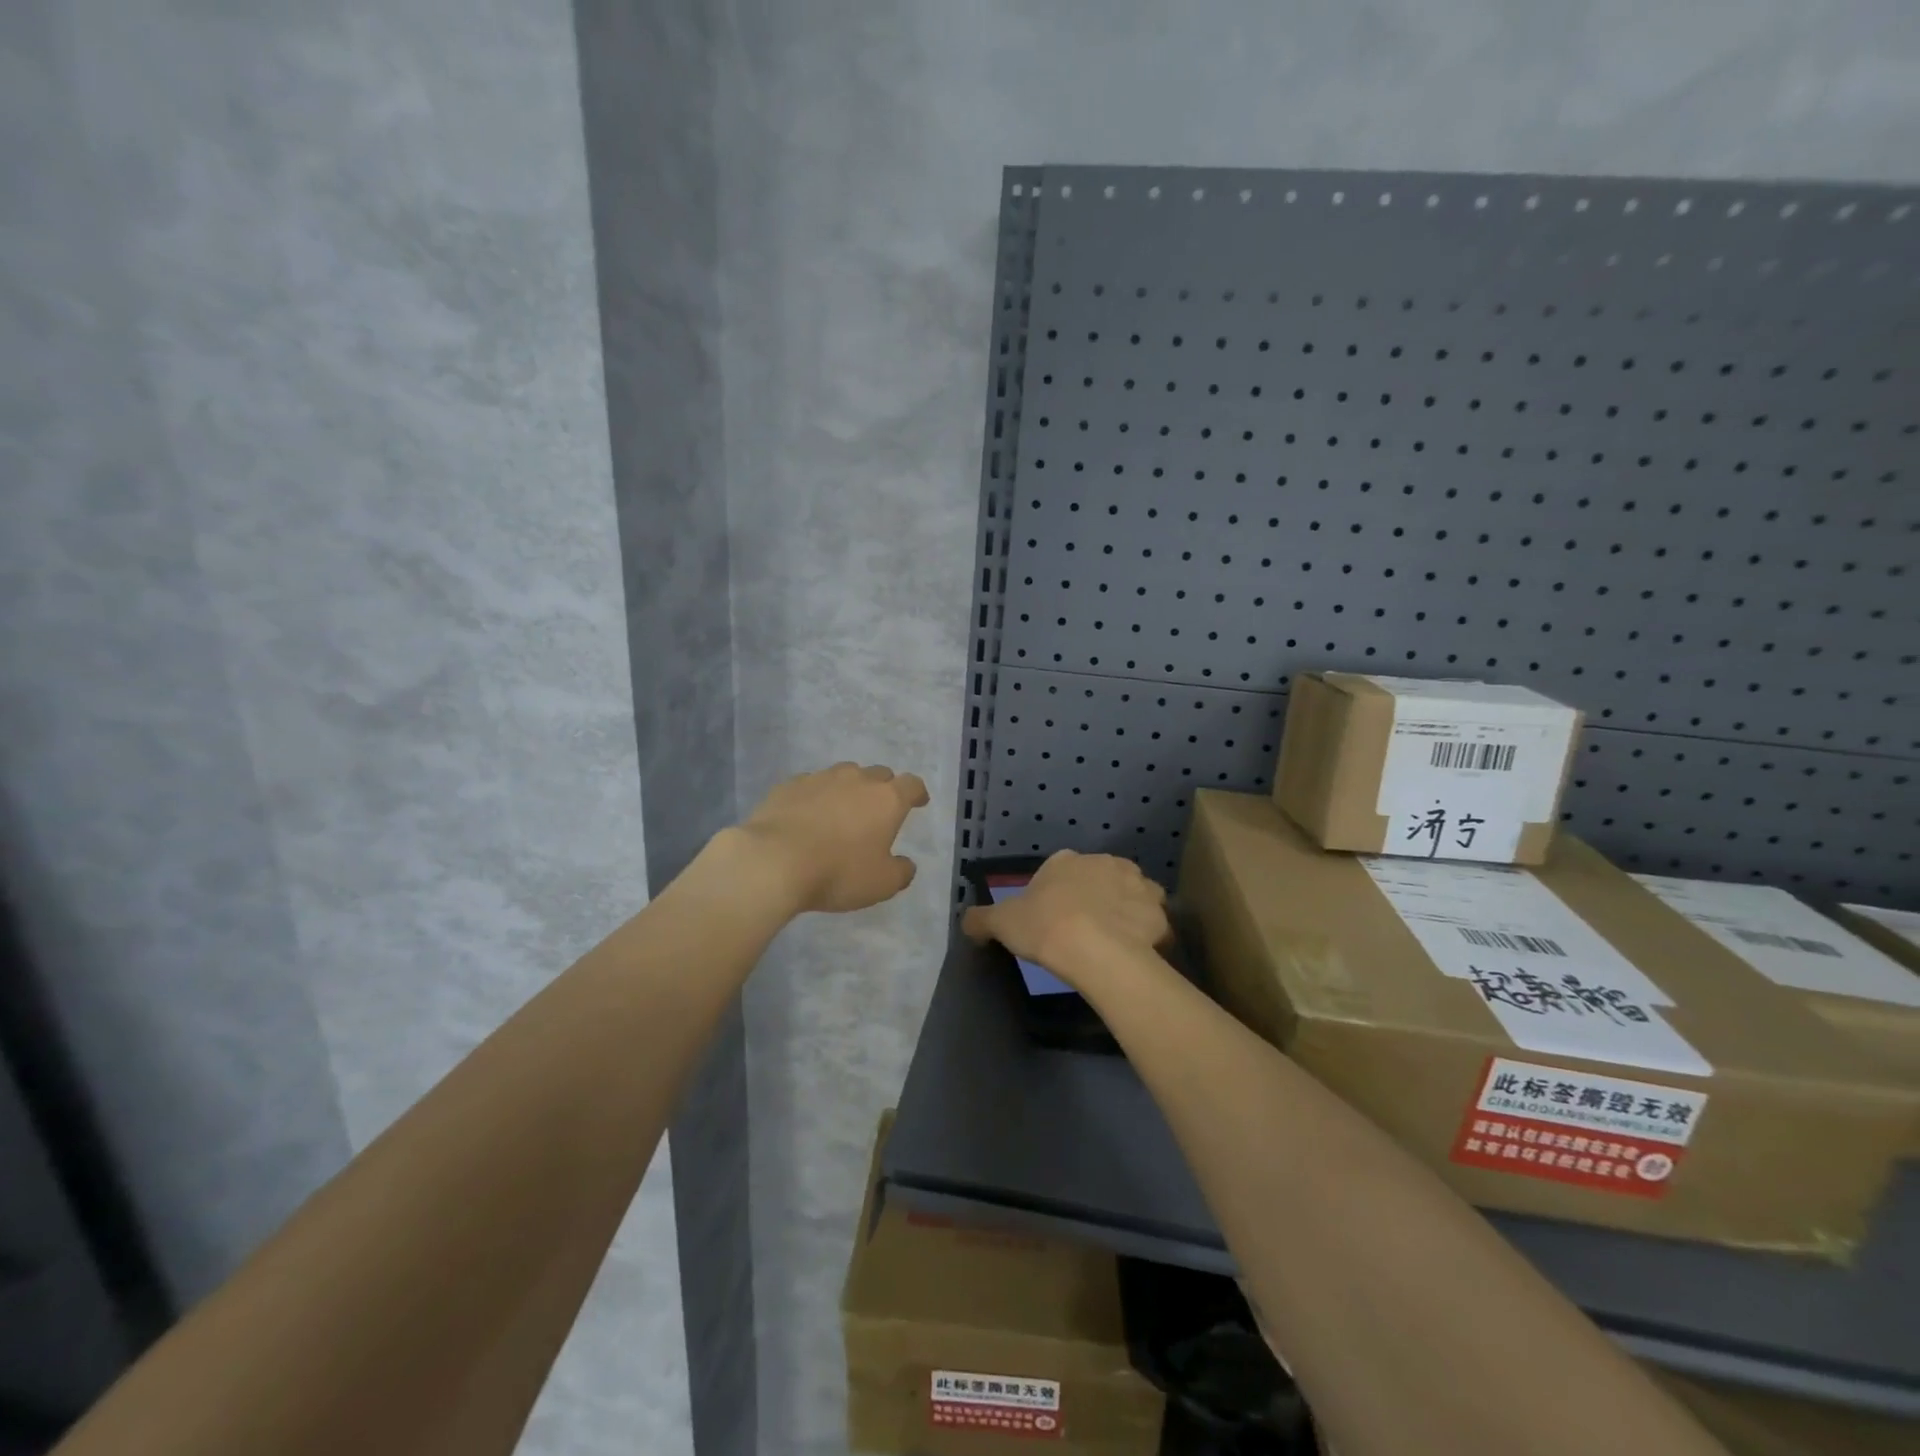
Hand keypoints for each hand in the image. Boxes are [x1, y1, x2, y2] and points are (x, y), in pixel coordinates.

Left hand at [733, 763, 930, 914]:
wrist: (773, 861)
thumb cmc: (838, 872)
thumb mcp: (881, 884)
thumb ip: (901, 872)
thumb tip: (906, 864)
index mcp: (887, 799)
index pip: (911, 785)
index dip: (917, 793)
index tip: (919, 802)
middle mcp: (857, 780)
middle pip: (878, 774)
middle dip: (883, 789)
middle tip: (879, 810)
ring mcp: (820, 778)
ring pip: (843, 775)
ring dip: (849, 789)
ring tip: (842, 811)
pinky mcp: (788, 785)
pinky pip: (811, 785)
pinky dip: (816, 796)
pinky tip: (807, 815)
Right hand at [961, 850, 1168, 990]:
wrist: (1095, 949)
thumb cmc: (1045, 927)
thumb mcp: (1002, 923)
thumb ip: (982, 919)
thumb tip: (966, 922)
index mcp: (1066, 861)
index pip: (1061, 869)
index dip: (1057, 893)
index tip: (1053, 917)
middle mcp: (1104, 862)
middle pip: (1099, 877)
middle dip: (1094, 896)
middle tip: (1083, 928)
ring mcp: (1136, 884)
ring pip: (1131, 893)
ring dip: (1125, 909)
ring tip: (1113, 939)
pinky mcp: (1158, 911)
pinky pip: (1152, 919)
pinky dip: (1146, 931)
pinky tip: (1135, 950)